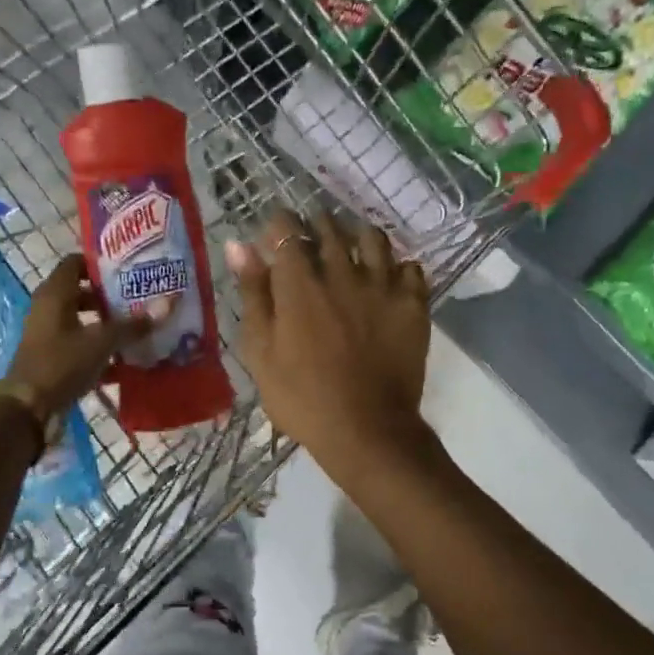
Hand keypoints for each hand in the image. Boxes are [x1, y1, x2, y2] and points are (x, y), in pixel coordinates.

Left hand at [7, 254, 156, 417]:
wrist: (28, 409)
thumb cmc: (61, 363)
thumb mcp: (101, 342)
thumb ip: (133, 324)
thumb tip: (168, 304)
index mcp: (55, 294)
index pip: (76, 262)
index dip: (101, 263)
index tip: (129, 267)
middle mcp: (49, 308)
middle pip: (82, 291)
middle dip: (111, 295)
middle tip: (141, 296)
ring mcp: (49, 334)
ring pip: (83, 320)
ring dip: (108, 323)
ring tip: (139, 326)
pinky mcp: (53, 357)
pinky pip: (81, 345)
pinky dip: (101, 348)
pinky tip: (127, 358)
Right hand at [226, 209, 430, 465]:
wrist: (366, 430)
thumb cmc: (301, 396)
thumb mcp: (260, 350)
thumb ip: (253, 293)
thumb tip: (240, 245)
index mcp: (299, 282)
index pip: (287, 229)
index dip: (279, 225)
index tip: (275, 235)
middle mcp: (342, 271)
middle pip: (330, 227)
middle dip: (316, 225)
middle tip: (311, 238)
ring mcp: (383, 285)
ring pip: (373, 238)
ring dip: (358, 236)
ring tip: (351, 248)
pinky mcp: (413, 304)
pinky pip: (410, 268)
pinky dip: (397, 267)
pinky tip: (388, 278)